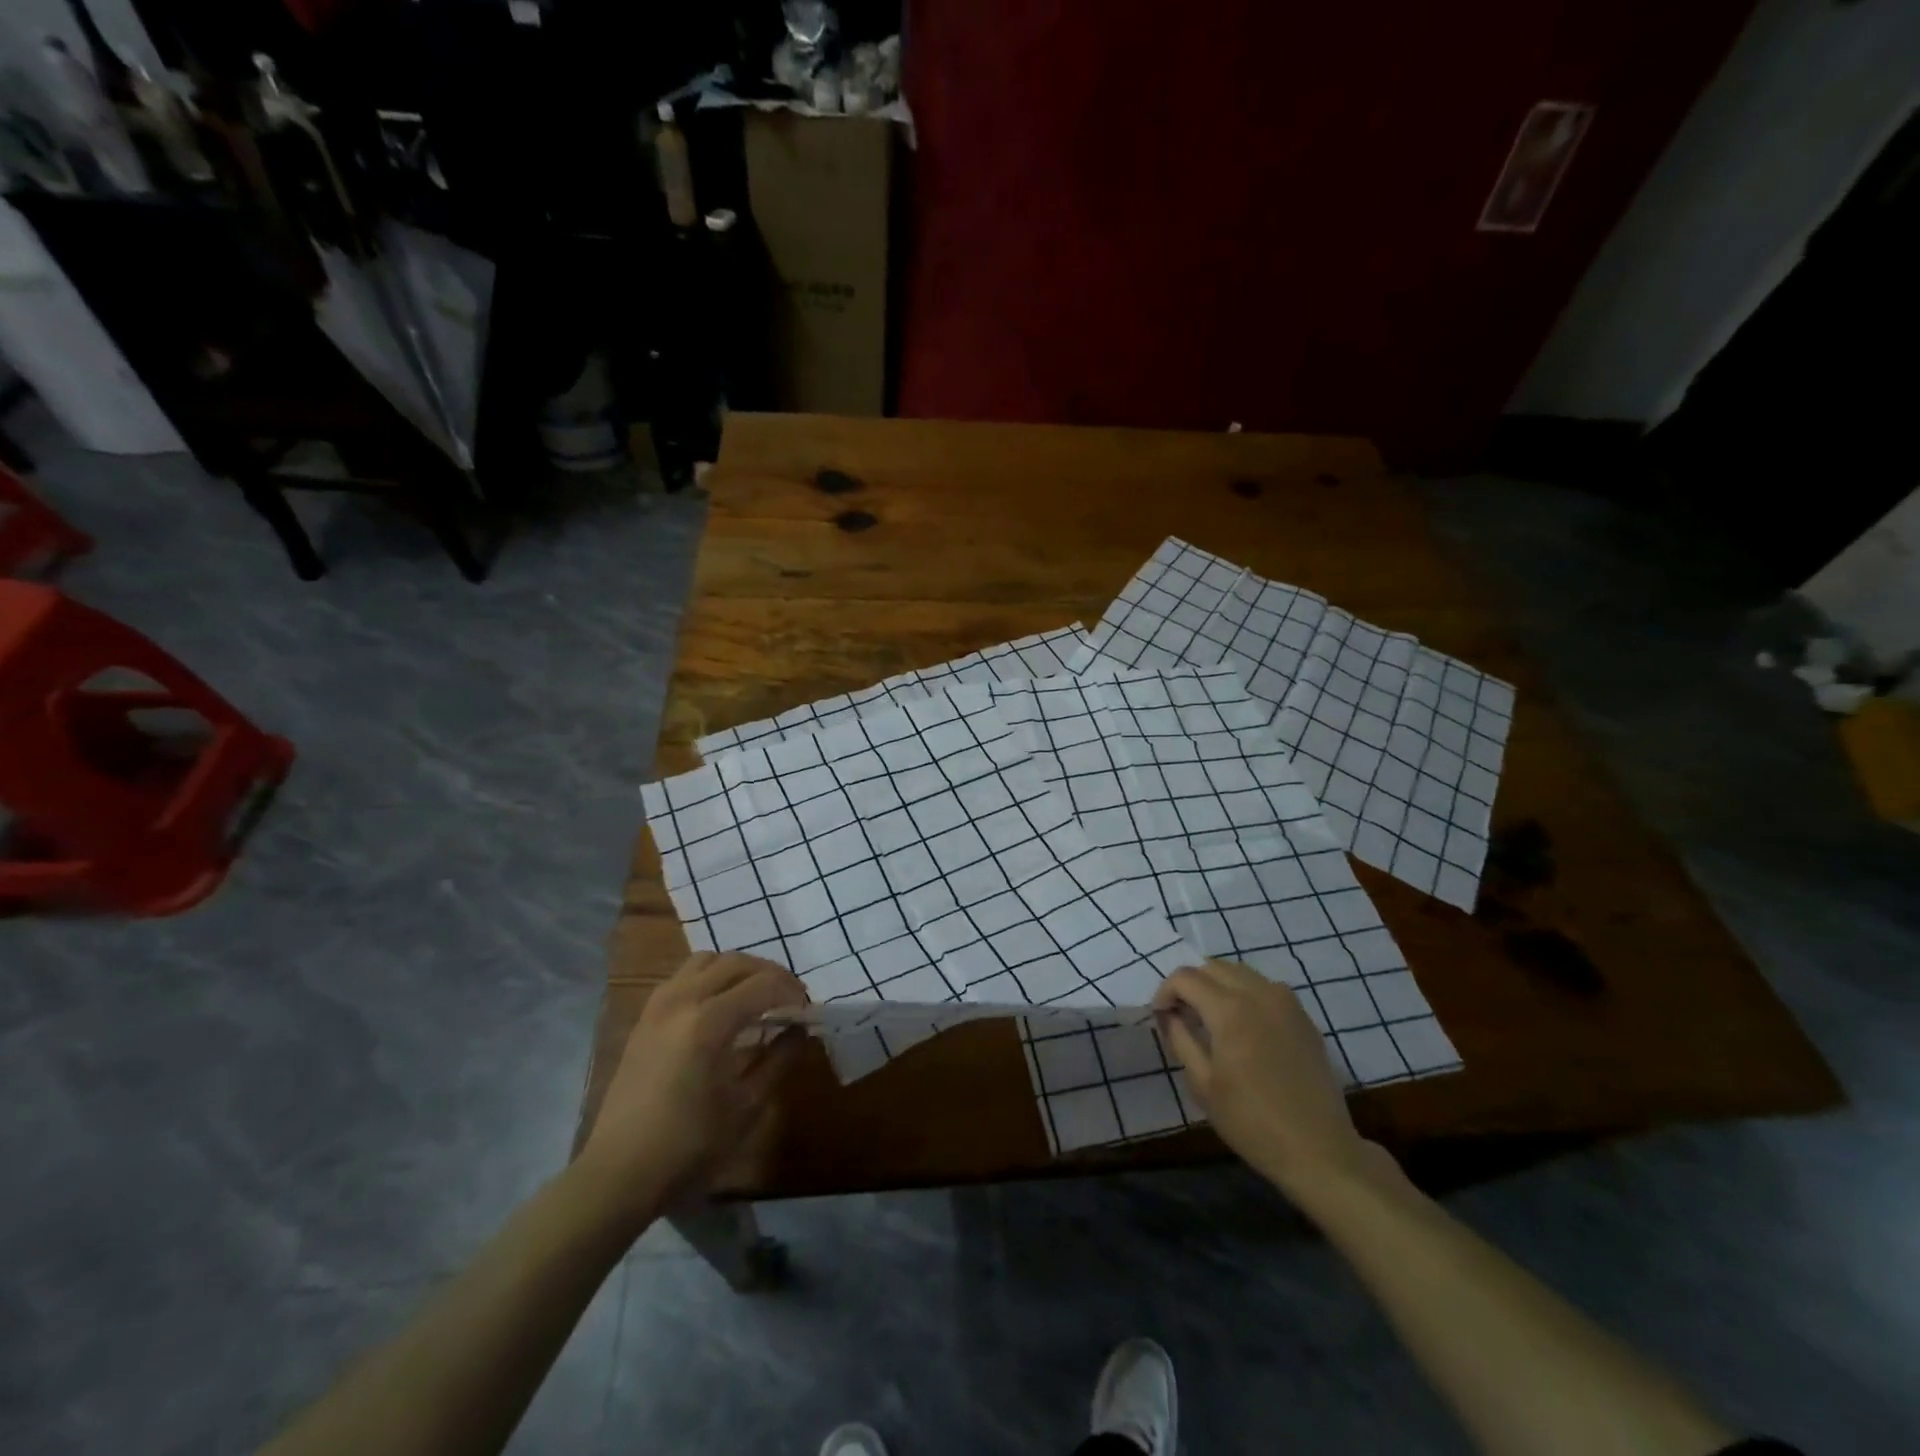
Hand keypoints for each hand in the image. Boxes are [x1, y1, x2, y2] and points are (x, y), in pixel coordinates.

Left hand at [575, 953, 807, 1217]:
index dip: (792, 992)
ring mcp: (659, 1004)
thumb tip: (799, 1030)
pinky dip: (711, 977)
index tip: (808, 1011)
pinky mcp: (645, 1016)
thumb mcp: (746, 1105)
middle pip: (736, 962)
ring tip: (756, 995)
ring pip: (707, 960)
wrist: (619, 1172)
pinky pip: (684, 976)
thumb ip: (778, 1060)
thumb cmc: (689, 1145)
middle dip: (770, 974)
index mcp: (709, 1021)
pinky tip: (721, 1006)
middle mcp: (682, 999)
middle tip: (790, 998)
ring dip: (738, 970)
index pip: (764, 984)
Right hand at [1153, 960, 1384, 1195]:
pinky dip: (1245, 994)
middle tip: (1183, 1015)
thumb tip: (1168, 1014)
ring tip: (1211, 1018)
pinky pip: (1265, 988)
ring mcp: (1286, 1002)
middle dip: (1191, 985)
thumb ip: (1180, 1038)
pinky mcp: (1303, 1017)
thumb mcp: (1202, 1084)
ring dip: (1218, 986)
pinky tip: (1244, 1027)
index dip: (1165, 992)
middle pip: (1213, 967)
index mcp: (1229, 1009)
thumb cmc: (1251, 1121)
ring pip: (1240, 972)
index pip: (1186, 977)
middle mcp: (1259, 993)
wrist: (1318, 1150)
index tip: (1161, 1016)